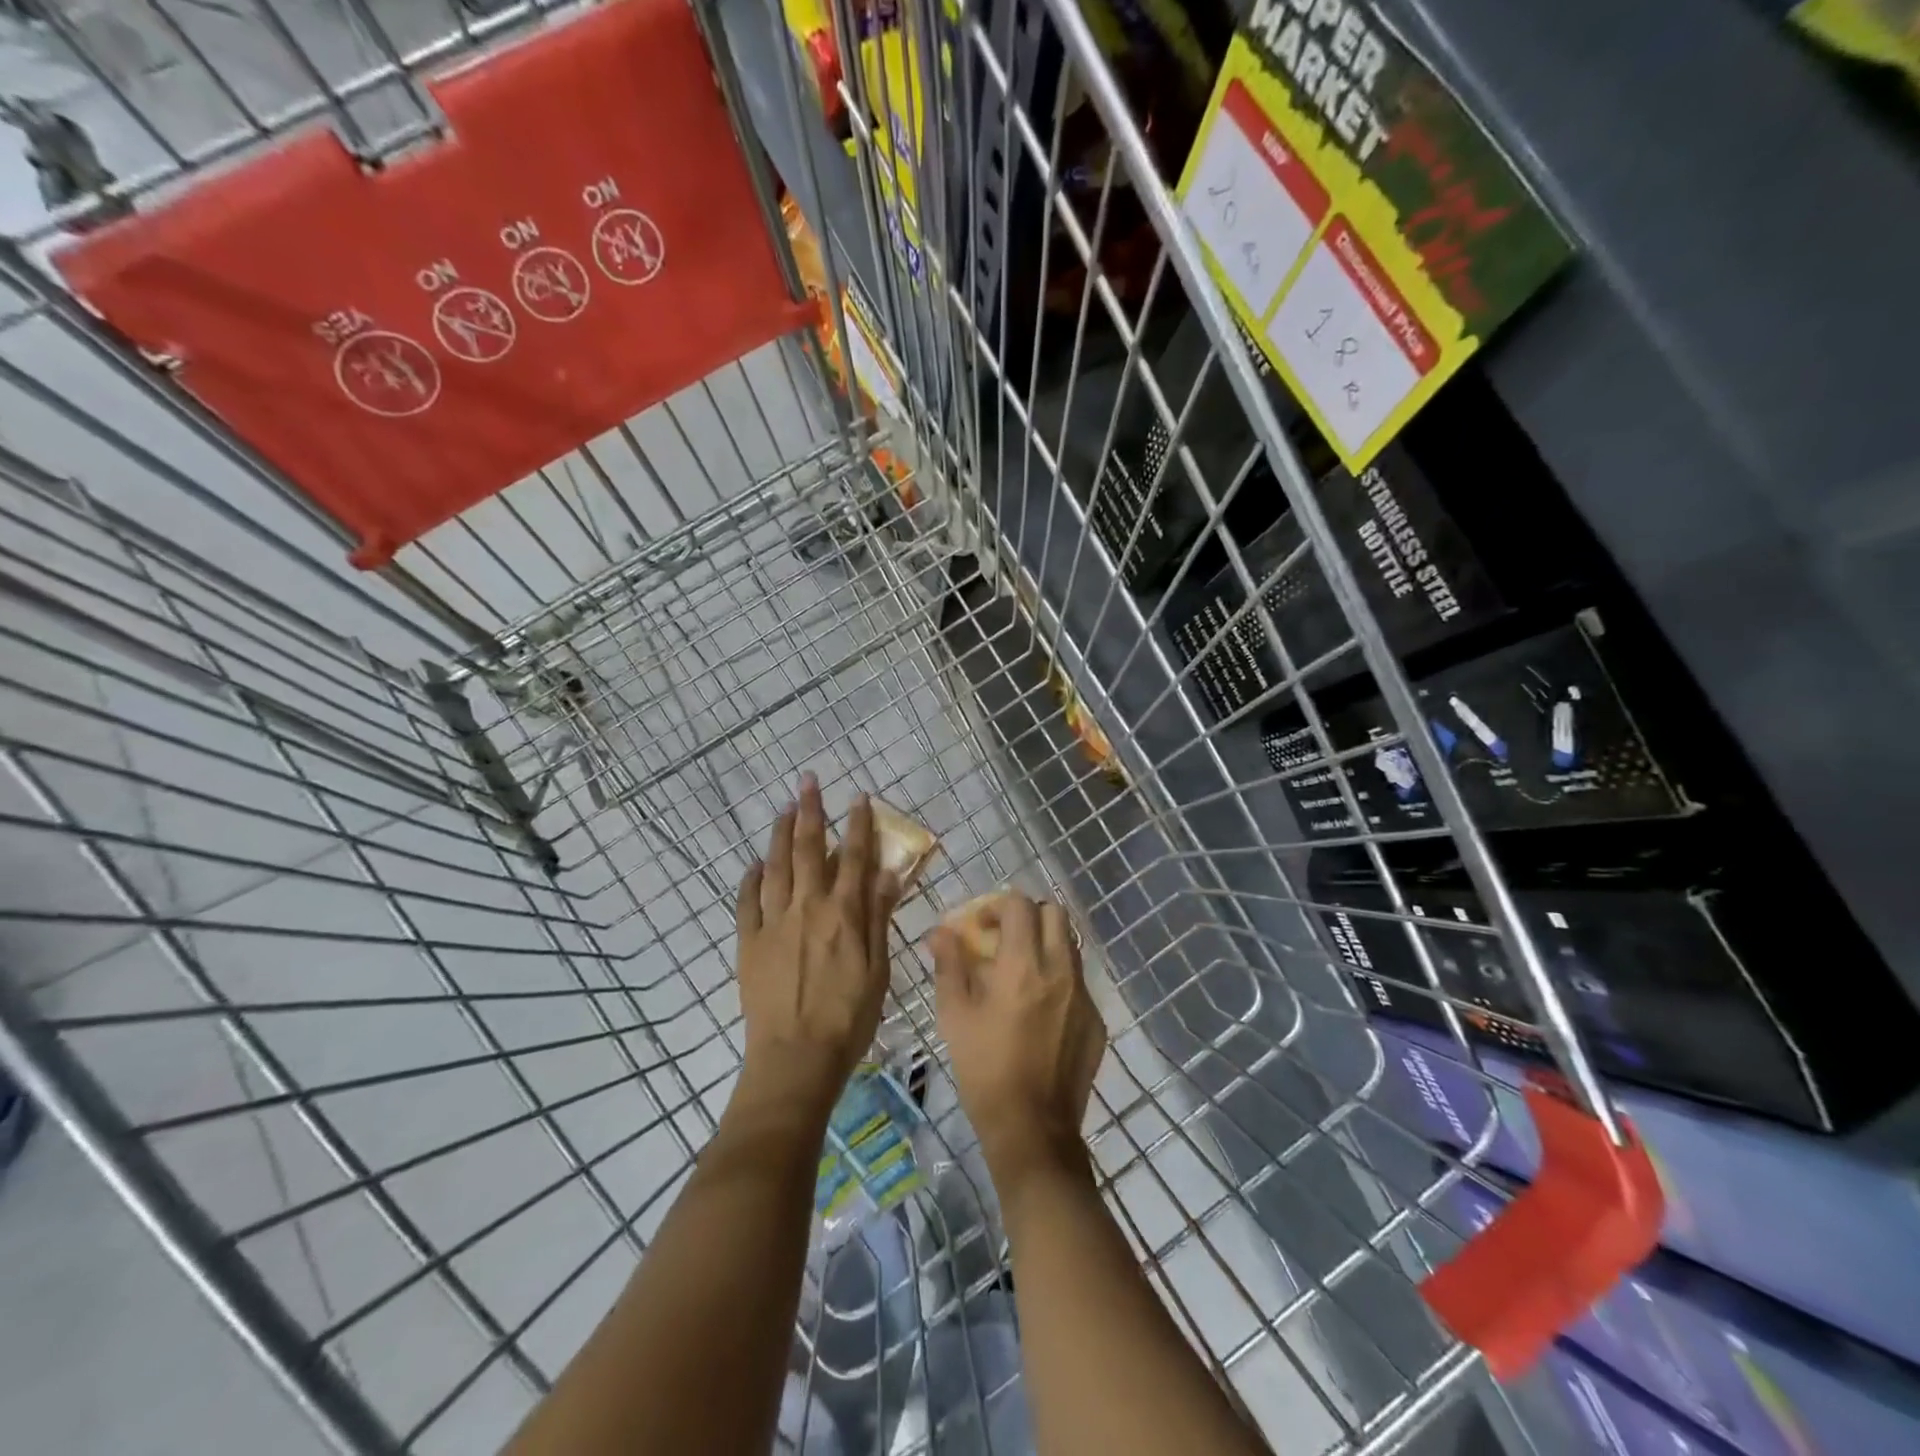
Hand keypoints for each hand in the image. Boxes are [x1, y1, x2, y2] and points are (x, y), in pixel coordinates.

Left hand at [735, 776, 897, 1115]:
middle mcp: (807, 908)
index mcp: (843, 914)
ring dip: (780, 834)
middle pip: (809, 850)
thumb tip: (886, 872)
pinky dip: (751, 877)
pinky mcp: (749, 942)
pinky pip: (747, 901)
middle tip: (808, 782)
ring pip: (776, 866)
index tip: (858, 796)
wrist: (794, 1058)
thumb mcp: (878, 970)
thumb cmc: (848, 1018)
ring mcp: (773, 923)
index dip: (857, 824)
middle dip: (811, 812)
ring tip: (784, 808)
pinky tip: (755, 862)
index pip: (853, 858)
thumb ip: (879, 918)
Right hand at [931, 895, 1104, 1186]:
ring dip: (1045, 945)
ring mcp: (1083, 995)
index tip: (980, 927)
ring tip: (1021, 974)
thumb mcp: (954, 1016)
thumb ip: (949, 965)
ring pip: (1070, 946)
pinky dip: (1058, 980)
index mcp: (1023, 965)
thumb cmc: (984, 1069)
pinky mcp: (1096, 1021)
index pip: (1019, 905)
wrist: (1032, 1129)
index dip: (996, 906)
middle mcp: (1060, 971)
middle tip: (1005, 940)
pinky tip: (1039, 1011)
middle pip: (1055, 914)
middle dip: (1028, 917)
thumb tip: (941, 931)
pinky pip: (1078, 982)